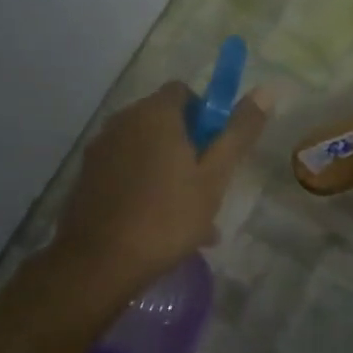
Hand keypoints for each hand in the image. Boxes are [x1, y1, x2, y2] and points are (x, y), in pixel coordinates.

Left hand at [52, 82, 269, 286]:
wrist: (99, 263)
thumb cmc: (167, 217)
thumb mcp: (215, 177)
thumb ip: (239, 132)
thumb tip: (266, 89)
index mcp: (154, 114)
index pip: (184, 91)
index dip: (206, 115)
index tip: (217, 150)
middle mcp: (122, 121)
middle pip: (163, 121)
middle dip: (188, 147)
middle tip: (207, 187)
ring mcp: (100, 149)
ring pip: (145, 150)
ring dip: (167, 170)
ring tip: (188, 217)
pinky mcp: (86, 177)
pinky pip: (125, 171)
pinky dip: (143, 186)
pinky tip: (158, 225)